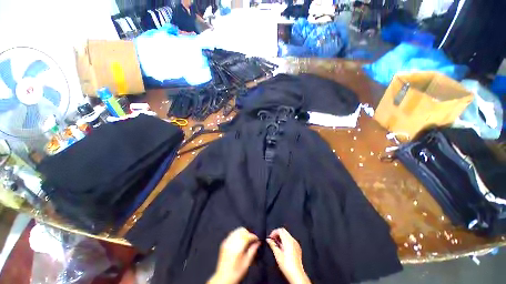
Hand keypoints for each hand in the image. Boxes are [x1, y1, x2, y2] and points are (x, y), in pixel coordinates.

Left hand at [208, 227, 259, 283]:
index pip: (247, 236)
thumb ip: (253, 250)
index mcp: (238, 248)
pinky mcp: (224, 243)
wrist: (223, 278)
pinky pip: (232, 234)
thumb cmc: (236, 273)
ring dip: (243, 233)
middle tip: (252, 239)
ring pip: (236, 230)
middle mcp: (232, 243)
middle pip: (242, 230)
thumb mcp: (247, 263)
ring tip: (246, 239)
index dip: (254, 236)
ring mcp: (227, 242)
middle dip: (248, 233)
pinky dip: (237, 235)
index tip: (257, 239)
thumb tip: (258, 243)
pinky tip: (239, 241)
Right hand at [266, 228, 310, 283]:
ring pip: (287, 235)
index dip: (274, 232)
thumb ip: (272, 245)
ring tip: (276, 244)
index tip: (270, 237)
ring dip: (281, 237)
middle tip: (272, 240)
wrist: (296, 274)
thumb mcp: (277, 254)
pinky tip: (282, 248)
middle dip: (277, 234)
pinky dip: (285, 241)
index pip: (280, 230)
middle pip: (284, 231)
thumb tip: (268, 240)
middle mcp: (293, 240)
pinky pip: (290, 240)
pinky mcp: (297, 248)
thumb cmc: (287, 265)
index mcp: (288, 240)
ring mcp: (296, 244)